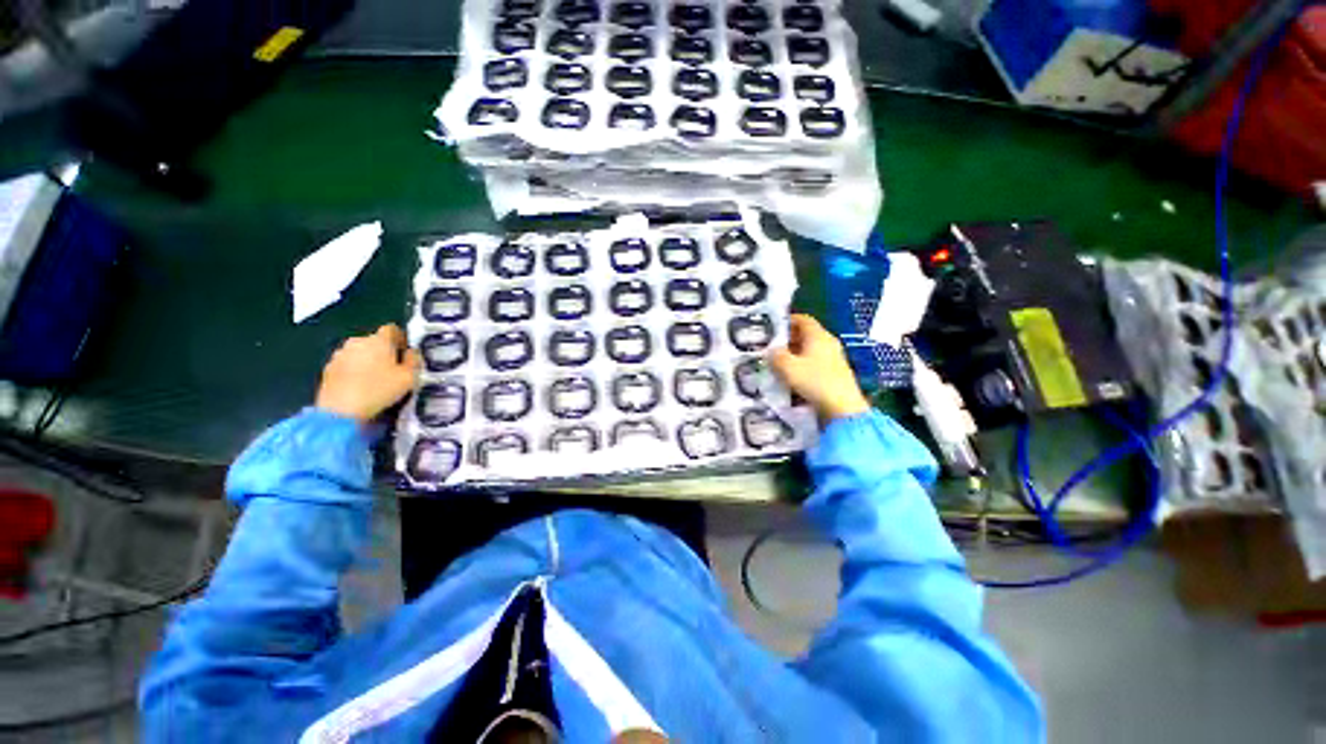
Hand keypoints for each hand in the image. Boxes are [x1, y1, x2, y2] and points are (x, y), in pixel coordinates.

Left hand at [315, 325, 421, 422]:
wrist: (340, 410)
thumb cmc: (380, 390)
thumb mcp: (409, 377)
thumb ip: (414, 360)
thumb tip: (412, 352)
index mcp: (379, 340)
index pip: (392, 329)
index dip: (401, 338)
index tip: (406, 353)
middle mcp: (357, 341)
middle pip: (375, 340)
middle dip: (384, 351)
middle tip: (393, 368)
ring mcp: (340, 354)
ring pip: (360, 352)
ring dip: (368, 360)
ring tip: (376, 378)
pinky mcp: (328, 368)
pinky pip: (348, 363)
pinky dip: (355, 370)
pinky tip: (360, 386)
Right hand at [768, 314, 870, 422]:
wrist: (842, 407)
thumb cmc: (814, 381)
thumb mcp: (787, 368)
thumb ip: (776, 355)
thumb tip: (772, 350)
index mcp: (818, 336)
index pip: (803, 319)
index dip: (788, 320)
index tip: (773, 328)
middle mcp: (828, 343)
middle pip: (806, 334)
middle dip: (789, 339)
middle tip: (772, 346)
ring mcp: (834, 358)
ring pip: (810, 349)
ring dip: (795, 353)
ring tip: (779, 362)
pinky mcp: (835, 372)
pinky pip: (816, 362)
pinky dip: (803, 364)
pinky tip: (793, 375)